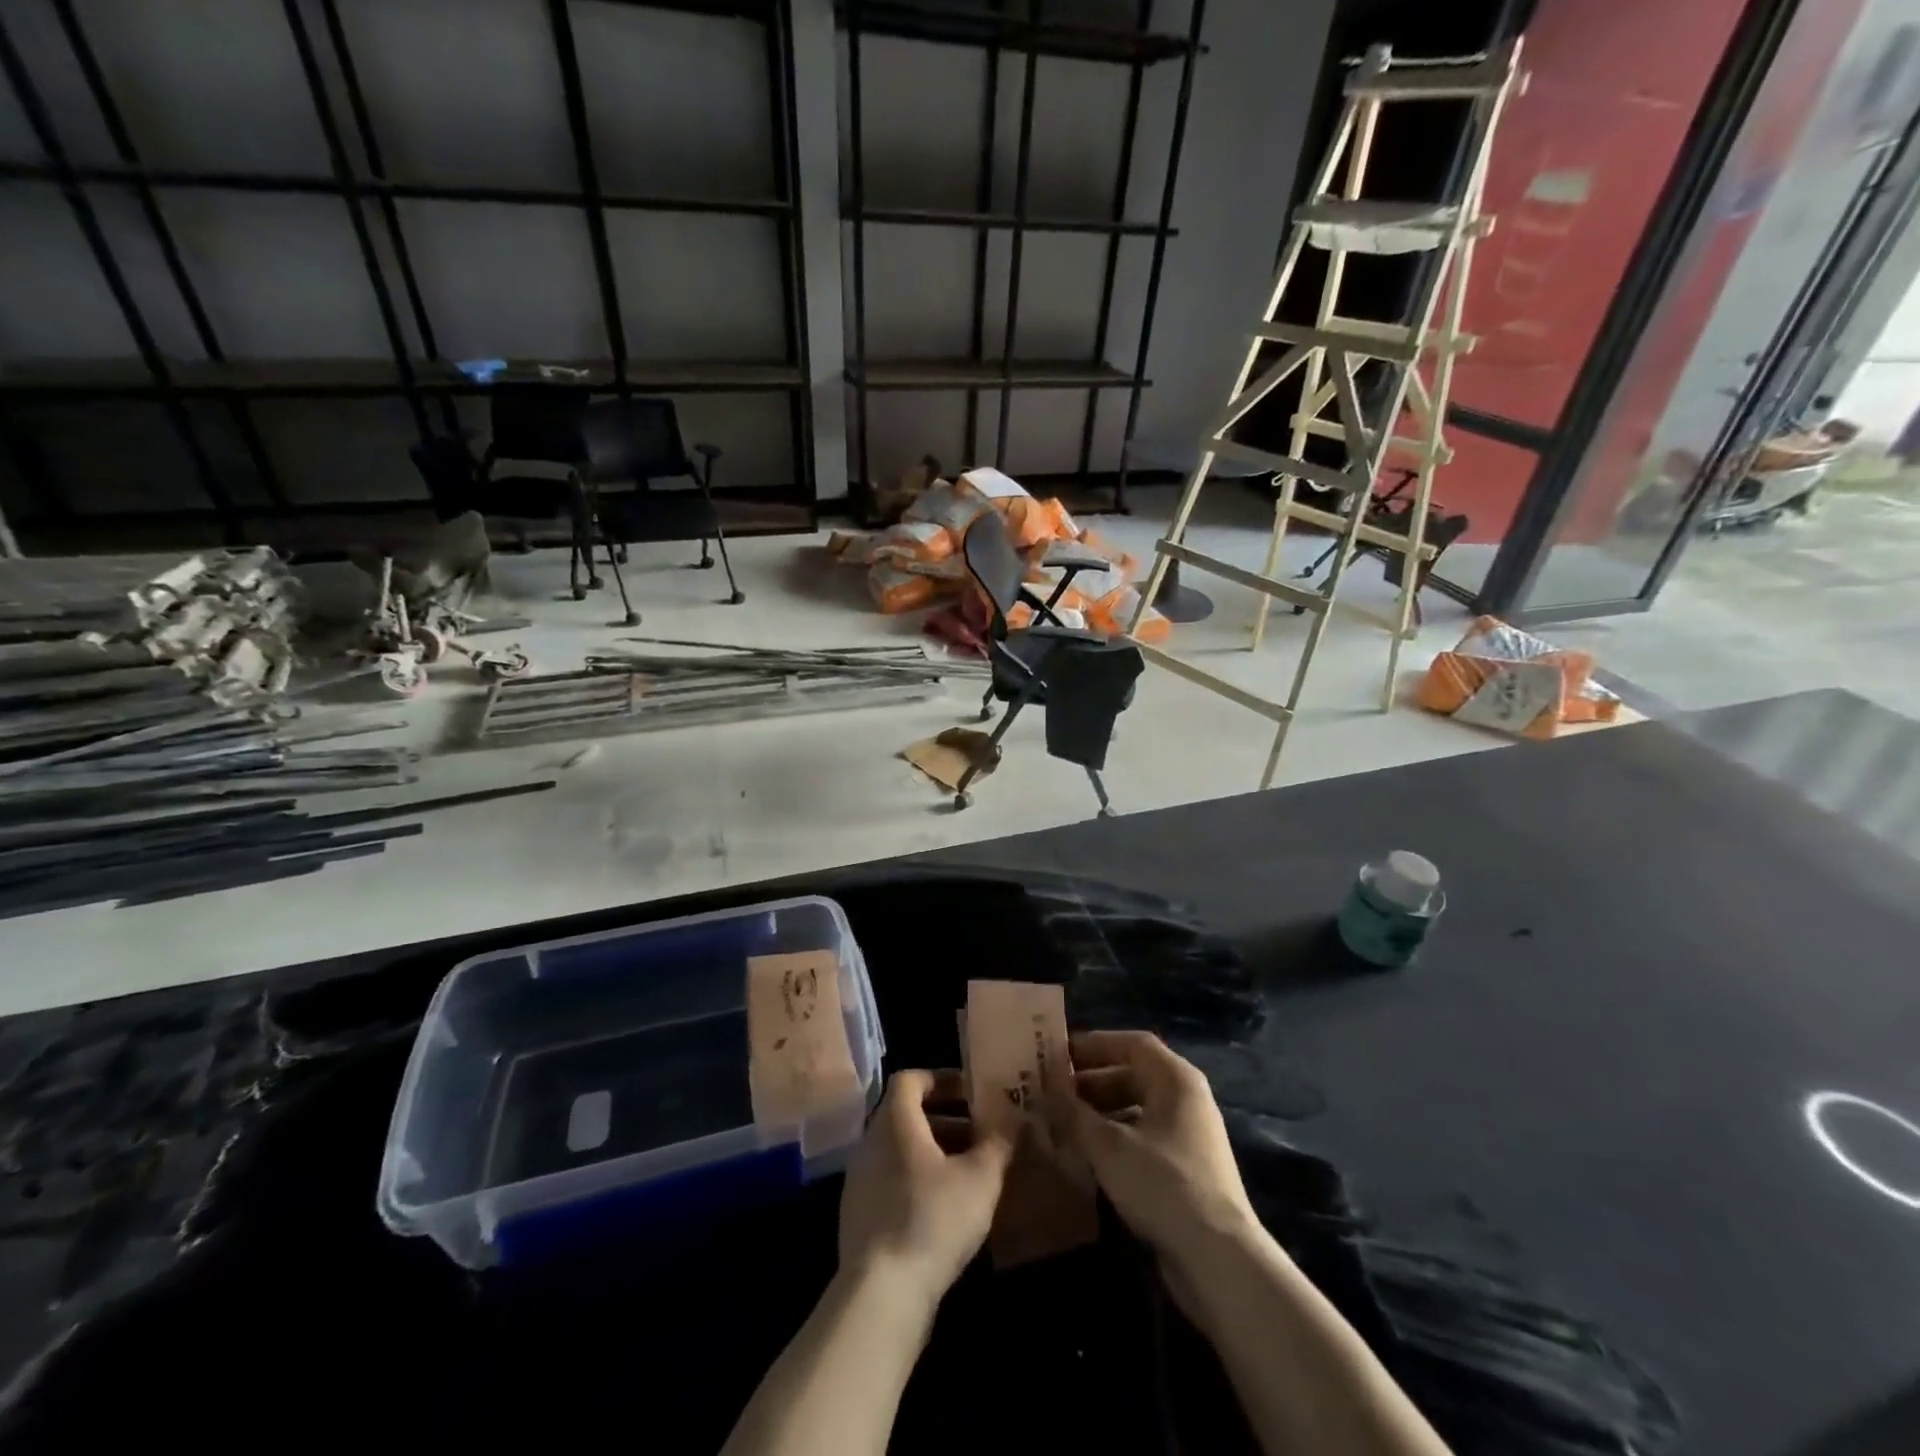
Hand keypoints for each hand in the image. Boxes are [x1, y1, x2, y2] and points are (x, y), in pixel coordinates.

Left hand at [837, 1069, 1012, 1313]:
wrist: (880, 1294)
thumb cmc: (932, 1219)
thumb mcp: (980, 1178)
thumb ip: (998, 1143)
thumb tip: (1013, 1121)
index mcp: (895, 1121)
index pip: (911, 1079)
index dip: (942, 1079)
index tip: (972, 1093)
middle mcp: (870, 1142)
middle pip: (907, 1115)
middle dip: (946, 1119)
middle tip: (980, 1134)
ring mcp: (859, 1180)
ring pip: (900, 1150)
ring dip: (934, 1153)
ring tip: (970, 1173)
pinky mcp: (858, 1216)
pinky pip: (891, 1181)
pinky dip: (918, 1181)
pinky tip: (945, 1209)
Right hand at [1059, 1031, 1260, 1288]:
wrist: (1218, 1259)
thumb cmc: (1162, 1184)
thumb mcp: (1108, 1145)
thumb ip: (1073, 1113)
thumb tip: (1046, 1090)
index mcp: (1175, 1079)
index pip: (1132, 1043)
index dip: (1094, 1044)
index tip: (1059, 1054)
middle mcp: (1186, 1099)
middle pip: (1134, 1075)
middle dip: (1092, 1081)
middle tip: (1052, 1090)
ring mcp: (1189, 1136)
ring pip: (1136, 1109)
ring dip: (1100, 1112)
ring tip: (1062, 1122)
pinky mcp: (1186, 1170)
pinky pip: (1143, 1138)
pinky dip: (1115, 1138)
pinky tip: (1087, 1155)